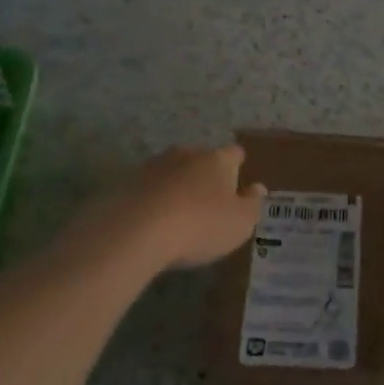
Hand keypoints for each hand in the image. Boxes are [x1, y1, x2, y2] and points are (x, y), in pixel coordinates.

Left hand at [109, 143, 265, 270]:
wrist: (135, 231)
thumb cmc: (200, 225)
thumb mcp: (240, 223)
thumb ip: (252, 204)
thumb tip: (258, 187)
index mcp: (217, 160)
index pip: (234, 153)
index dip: (238, 165)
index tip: (238, 178)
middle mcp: (186, 154)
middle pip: (201, 159)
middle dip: (205, 175)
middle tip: (209, 200)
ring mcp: (153, 166)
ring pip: (172, 171)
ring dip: (177, 186)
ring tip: (179, 213)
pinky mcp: (126, 183)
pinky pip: (148, 189)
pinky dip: (154, 200)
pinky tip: (154, 221)